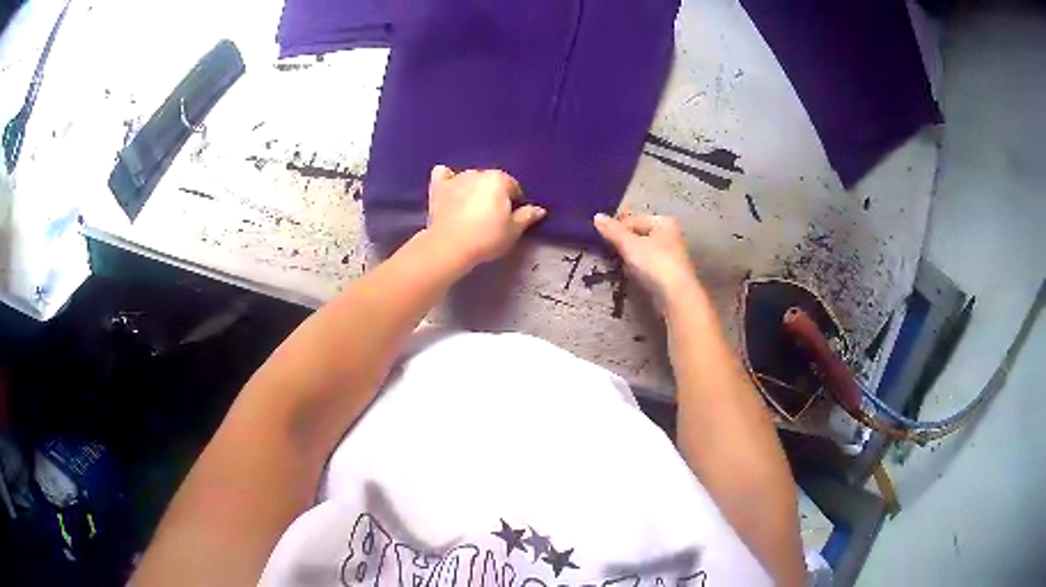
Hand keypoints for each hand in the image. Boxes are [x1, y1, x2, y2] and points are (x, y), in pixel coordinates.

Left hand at [426, 165, 545, 267]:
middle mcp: (477, 173)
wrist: (450, 246)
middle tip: (492, 216)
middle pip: (491, 182)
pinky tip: (449, 185)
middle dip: (494, 194)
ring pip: (470, 178)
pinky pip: (442, 175)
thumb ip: (527, 216)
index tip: (510, 217)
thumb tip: (539, 210)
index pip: (513, 187)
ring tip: (472, 209)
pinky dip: (447, 178)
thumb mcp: (513, 231)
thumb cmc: (486, 238)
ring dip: (473, 188)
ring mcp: (456, 179)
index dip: (514, 202)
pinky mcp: (438, 188)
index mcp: (499, 180)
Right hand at [593, 210, 701, 310]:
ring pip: (643, 251)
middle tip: (608, 252)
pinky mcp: (668, 274)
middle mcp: (670, 235)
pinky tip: (631, 275)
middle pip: (639, 235)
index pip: (633, 220)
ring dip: (629, 257)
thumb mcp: (629, 244)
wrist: (676, 296)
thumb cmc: (655, 263)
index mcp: (663, 222)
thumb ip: (613, 231)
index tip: (602, 240)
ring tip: (618, 265)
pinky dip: (638, 269)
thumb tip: (597, 216)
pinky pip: (648, 266)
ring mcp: (671, 256)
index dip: (617, 228)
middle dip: (623, 243)